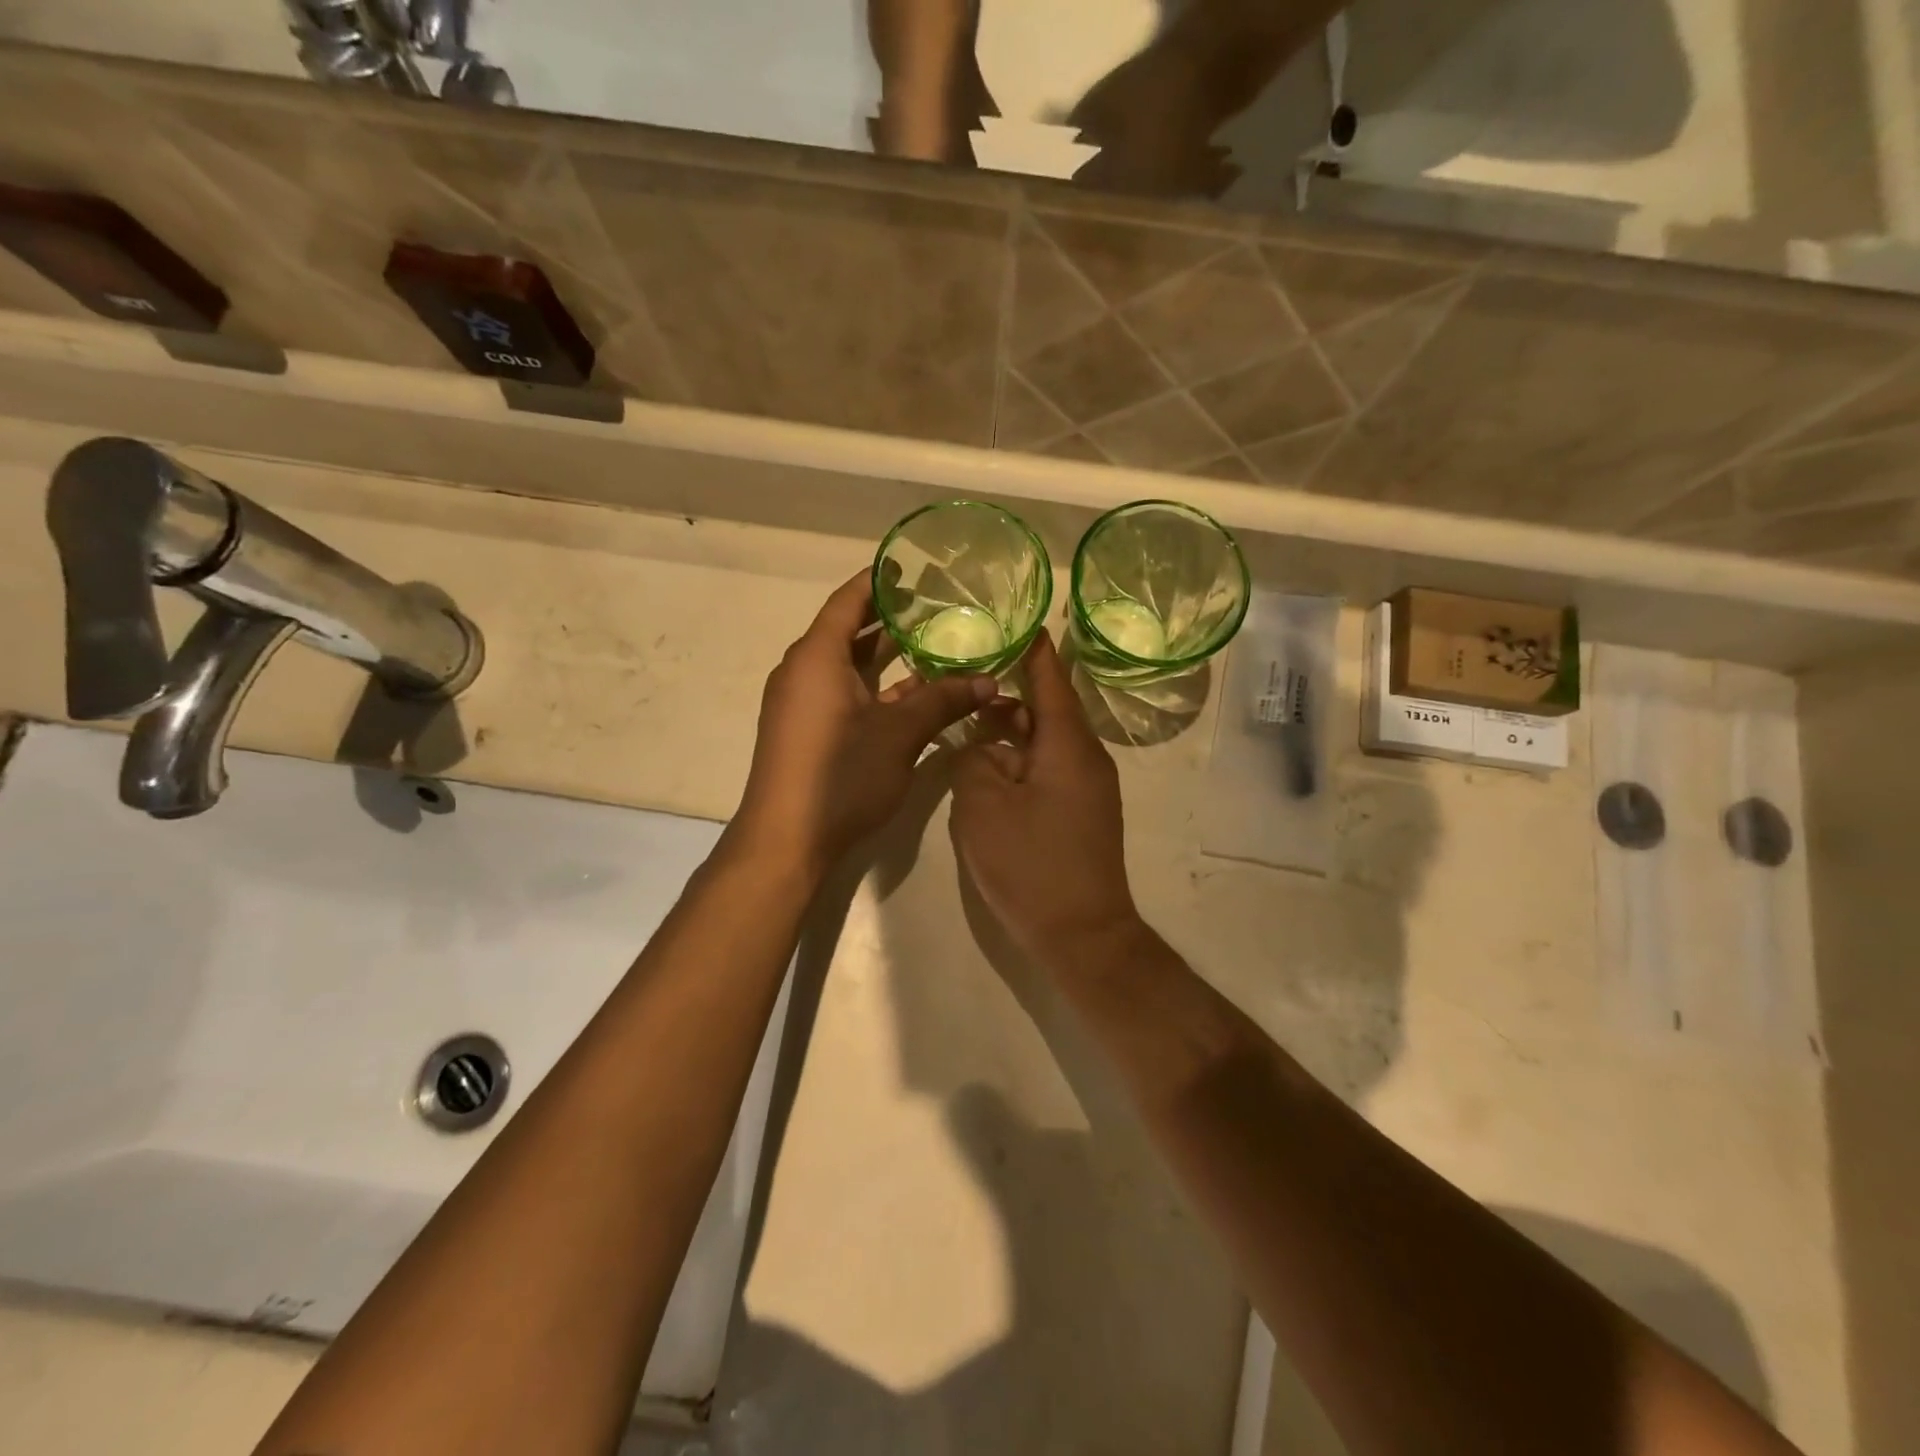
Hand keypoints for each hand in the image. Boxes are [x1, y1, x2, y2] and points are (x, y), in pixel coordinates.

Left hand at [731, 573, 997, 880]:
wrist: (785, 841)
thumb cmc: (840, 775)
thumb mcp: (899, 734)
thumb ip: (943, 701)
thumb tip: (989, 680)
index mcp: (818, 657)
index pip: (849, 600)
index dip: (879, 580)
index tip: (910, 566)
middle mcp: (804, 671)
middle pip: (849, 631)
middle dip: (890, 617)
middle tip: (935, 605)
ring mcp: (804, 703)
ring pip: (849, 666)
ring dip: (887, 657)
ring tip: (933, 643)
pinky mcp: (808, 731)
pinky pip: (844, 693)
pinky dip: (876, 688)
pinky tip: (914, 693)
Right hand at [949, 631, 1142, 968]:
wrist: (1082, 935)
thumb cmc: (1031, 864)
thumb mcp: (983, 805)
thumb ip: (973, 760)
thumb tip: (980, 746)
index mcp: (1068, 743)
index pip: (1049, 677)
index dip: (1030, 646)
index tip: (1011, 618)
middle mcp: (1085, 756)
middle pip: (1044, 709)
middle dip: (1005, 695)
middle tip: (963, 679)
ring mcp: (1087, 787)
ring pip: (1043, 742)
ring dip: (1007, 733)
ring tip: (965, 726)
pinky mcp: (1081, 812)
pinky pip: (1047, 769)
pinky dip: (1018, 761)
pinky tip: (986, 771)